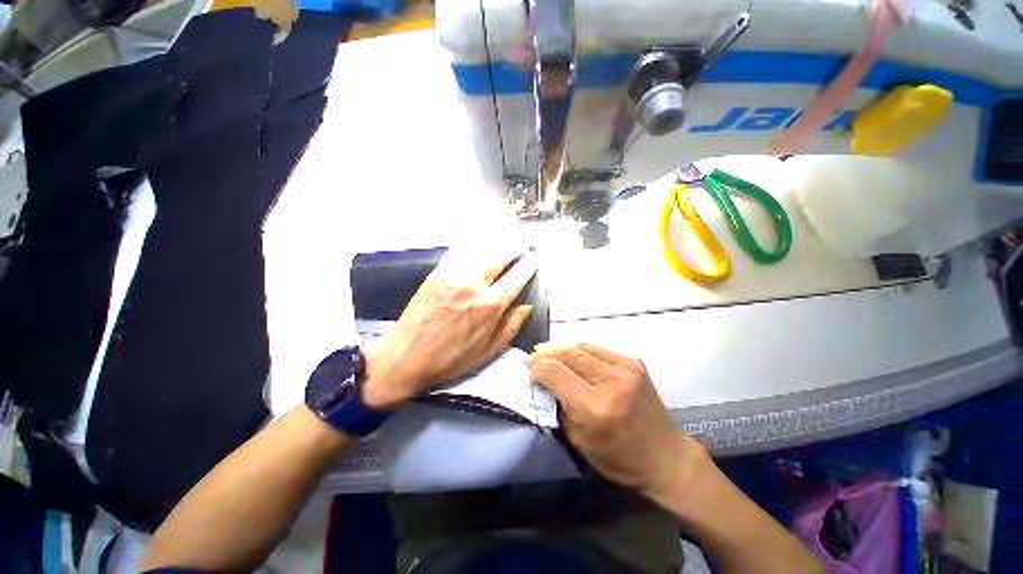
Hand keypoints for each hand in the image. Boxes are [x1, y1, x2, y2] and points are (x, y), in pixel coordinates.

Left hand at [361, 248, 536, 409]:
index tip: (534, 258)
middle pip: (500, 256)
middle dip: (514, 248)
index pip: (516, 277)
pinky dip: (474, 244)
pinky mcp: (437, 272)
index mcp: (490, 306)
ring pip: (481, 250)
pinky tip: (480, 241)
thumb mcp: (488, 351)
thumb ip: (511, 326)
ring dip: (497, 243)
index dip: (528, 265)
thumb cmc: (451, 359)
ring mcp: (453, 276)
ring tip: (505, 240)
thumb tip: (527, 304)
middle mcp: (474, 285)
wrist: (406, 358)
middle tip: (521, 244)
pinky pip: (460, 251)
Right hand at [528, 343, 708, 500]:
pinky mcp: (634, 362)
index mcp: (594, 408)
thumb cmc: (618, 458)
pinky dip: (580, 348)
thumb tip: (544, 381)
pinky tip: (571, 353)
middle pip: (567, 354)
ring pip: (582, 346)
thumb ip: (559, 407)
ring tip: (547, 350)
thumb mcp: (578, 441)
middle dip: (545, 354)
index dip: (537, 368)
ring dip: (560, 347)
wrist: (665, 456)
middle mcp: (610, 382)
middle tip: (533, 356)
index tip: (529, 371)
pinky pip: (598, 348)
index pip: (555, 373)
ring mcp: (626, 368)